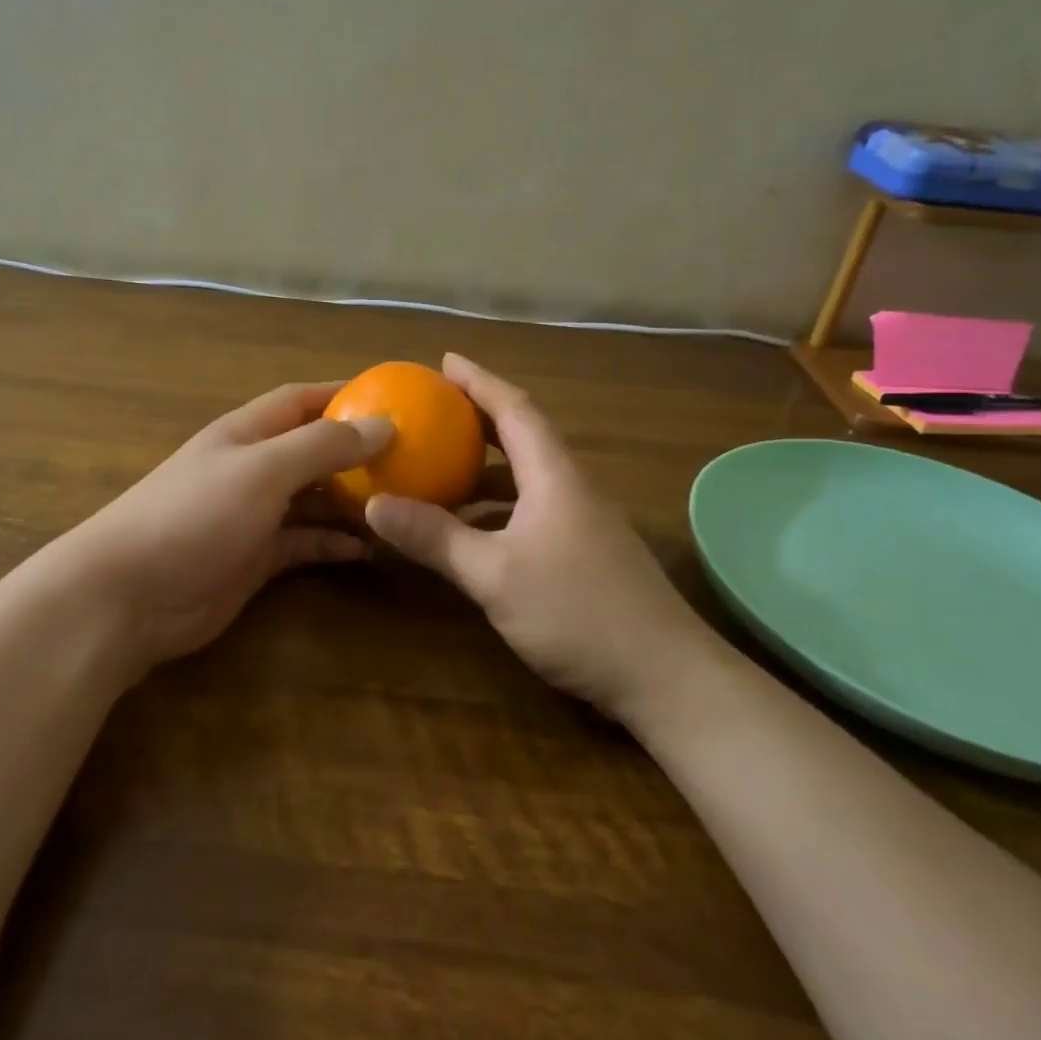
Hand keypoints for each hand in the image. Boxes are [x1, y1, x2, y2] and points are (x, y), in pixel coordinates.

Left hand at [50, 382, 392, 668]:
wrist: (130, 595)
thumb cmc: (195, 515)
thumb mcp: (263, 469)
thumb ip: (323, 445)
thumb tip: (384, 424)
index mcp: (248, 433)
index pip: (302, 400)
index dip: (344, 394)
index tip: (395, 399)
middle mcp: (252, 468)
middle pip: (313, 450)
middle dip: (357, 453)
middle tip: (412, 460)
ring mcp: (253, 515)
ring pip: (313, 499)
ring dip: (351, 502)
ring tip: (400, 505)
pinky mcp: (255, 559)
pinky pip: (304, 543)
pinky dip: (333, 544)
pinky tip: (367, 550)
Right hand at [364, 354, 718, 720]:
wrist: (665, 678)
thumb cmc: (578, 612)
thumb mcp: (494, 574)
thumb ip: (435, 538)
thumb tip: (374, 503)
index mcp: (555, 477)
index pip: (515, 409)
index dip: (479, 382)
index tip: (444, 361)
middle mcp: (571, 489)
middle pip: (523, 437)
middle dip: (478, 418)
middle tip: (433, 411)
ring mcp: (583, 524)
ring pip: (527, 478)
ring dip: (485, 467)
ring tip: (440, 465)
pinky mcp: (585, 555)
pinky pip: (531, 511)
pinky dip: (497, 507)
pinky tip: (471, 529)